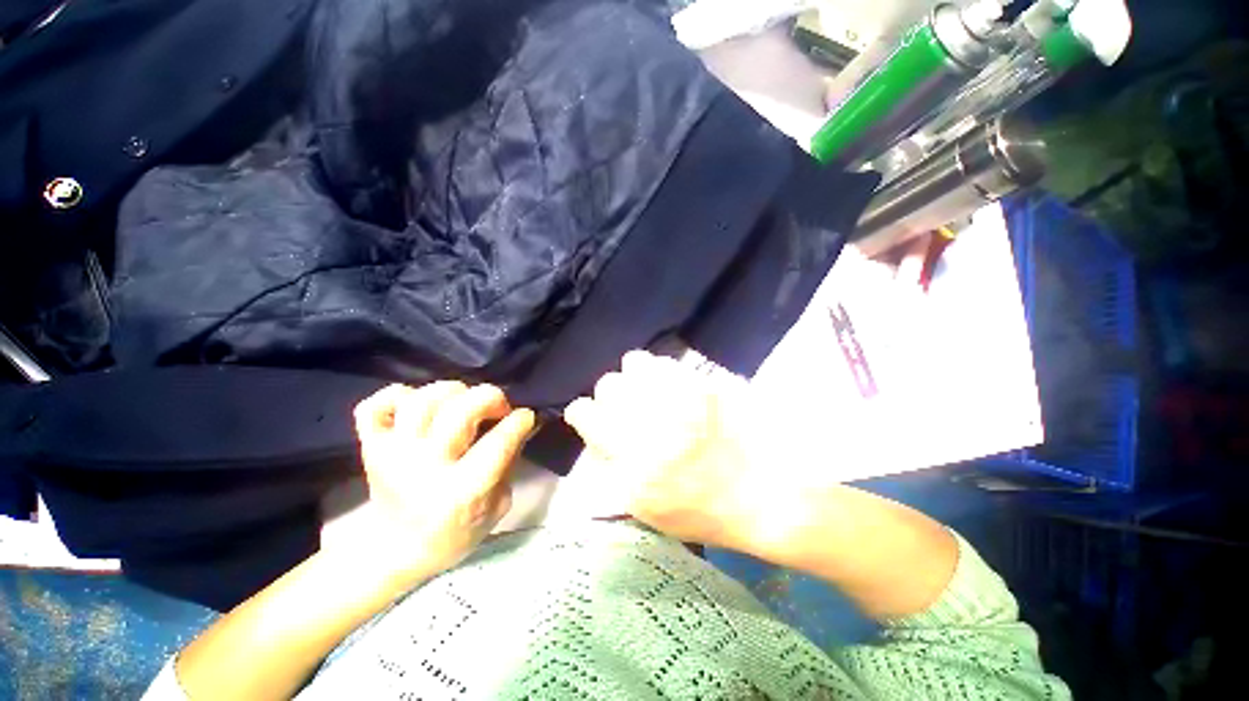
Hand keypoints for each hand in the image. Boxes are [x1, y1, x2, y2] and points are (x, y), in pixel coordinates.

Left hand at [351, 382, 535, 584]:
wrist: (394, 552)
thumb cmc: (455, 533)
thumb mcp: (498, 506)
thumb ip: (510, 463)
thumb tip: (522, 425)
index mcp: (462, 491)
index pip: (499, 441)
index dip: (520, 420)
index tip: (526, 417)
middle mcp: (426, 467)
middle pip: (460, 411)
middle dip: (491, 398)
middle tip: (498, 407)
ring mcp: (392, 454)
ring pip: (422, 400)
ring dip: (451, 392)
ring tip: (462, 403)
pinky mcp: (371, 446)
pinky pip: (375, 406)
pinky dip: (397, 395)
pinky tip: (418, 404)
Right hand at [564, 351, 758, 549]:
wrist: (767, 489)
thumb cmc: (706, 509)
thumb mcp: (648, 507)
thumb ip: (615, 468)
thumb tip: (597, 436)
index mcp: (631, 459)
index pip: (586, 414)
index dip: (583, 413)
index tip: (589, 416)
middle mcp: (650, 420)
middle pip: (608, 385)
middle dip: (610, 395)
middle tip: (626, 407)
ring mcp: (678, 395)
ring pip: (634, 364)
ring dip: (635, 377)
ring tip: (647, 391)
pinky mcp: (702, 381)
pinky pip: (665, 362)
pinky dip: (660, 370)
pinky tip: (670, 385)